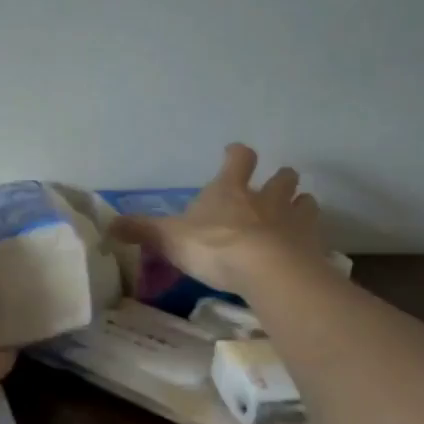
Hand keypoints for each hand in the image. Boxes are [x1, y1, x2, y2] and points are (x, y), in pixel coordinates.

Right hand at [107, 143, 323, 294]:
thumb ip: (141, 230)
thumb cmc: (214, 246)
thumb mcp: (169, 238)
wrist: (265, 270)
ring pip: (304, 202)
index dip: (237, 155)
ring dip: (301, 205)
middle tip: (276, 186)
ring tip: (296, 214)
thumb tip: (108, 225)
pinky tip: (306, 249)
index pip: (239, 159)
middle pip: (282, 177)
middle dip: (280, 179)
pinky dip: (311, 238)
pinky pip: (316, 235)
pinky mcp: (311, 246)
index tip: (234, 153)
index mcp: (230, 190)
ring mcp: (293, 220)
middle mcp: (265, 198)